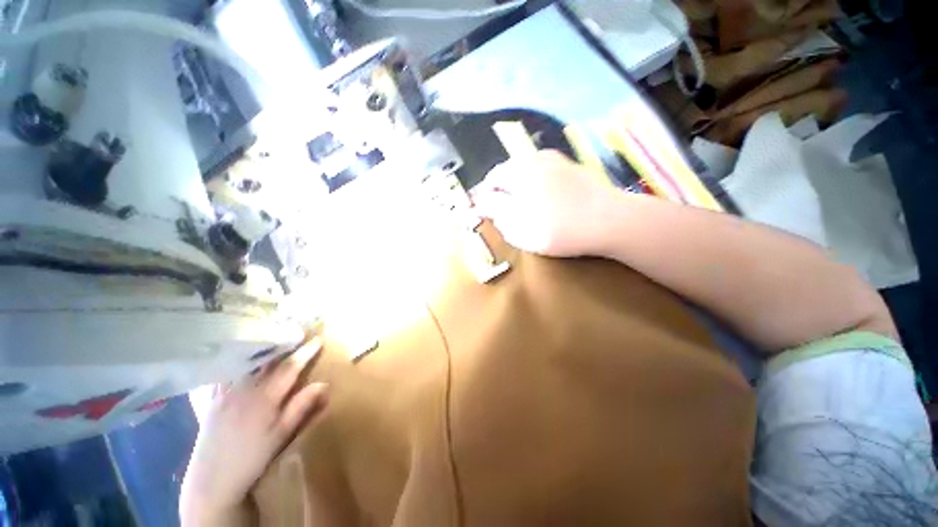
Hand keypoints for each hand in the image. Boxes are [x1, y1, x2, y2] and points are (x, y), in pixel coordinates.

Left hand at [180, 340, 328, 525]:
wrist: (212, 479)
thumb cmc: (252, 457)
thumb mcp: (281, 435)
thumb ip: (301, 406)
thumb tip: (324, 383)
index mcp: (265, 397)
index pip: (290, 367)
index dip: (305, 352)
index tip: (318, 339)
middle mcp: (245, 388)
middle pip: (267, 359)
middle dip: (284, 342)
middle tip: (296, 330)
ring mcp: (226, 391)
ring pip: (245, 361)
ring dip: (261, 346)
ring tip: (272, 334)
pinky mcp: (213, 398)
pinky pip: (224, 371)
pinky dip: (235, 359)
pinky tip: (238, 353)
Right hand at [471, 150, 618, 256]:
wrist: (609, 221)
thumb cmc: (558, 229)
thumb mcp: (519, 227)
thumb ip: (496, 211)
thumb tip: (481, 203)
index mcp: (519, 173)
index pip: (491, 180)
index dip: (485, 196)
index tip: (485, 211)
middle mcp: (535, 160)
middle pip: (508, 171)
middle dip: (500, 189)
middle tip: (502, 210)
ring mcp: (555, 161)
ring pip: (526, 169)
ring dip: (517, 183)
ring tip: (520, 203)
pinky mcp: (571, 167)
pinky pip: (543, 169)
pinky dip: (535, 180)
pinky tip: (543, 195)